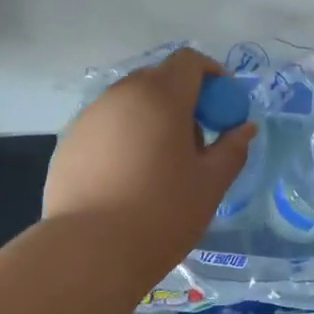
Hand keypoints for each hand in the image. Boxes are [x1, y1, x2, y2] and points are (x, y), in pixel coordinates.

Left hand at [44, 49, 257, 279]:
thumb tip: (245, 129)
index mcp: (160, 96)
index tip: (222, 109)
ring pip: (129, 103)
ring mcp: (89, 117)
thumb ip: (232, 149)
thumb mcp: (210, 184)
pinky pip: (106, 127)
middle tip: (196, 142)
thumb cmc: (162, 214)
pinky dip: (124, 138)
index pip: (189, 61)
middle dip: (182, 100)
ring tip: (160, 165)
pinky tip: (127, 180)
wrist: (89, 252)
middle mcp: (121, 95)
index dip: (212, 76)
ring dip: (151, 119)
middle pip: (158, 80)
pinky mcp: (68, 142)